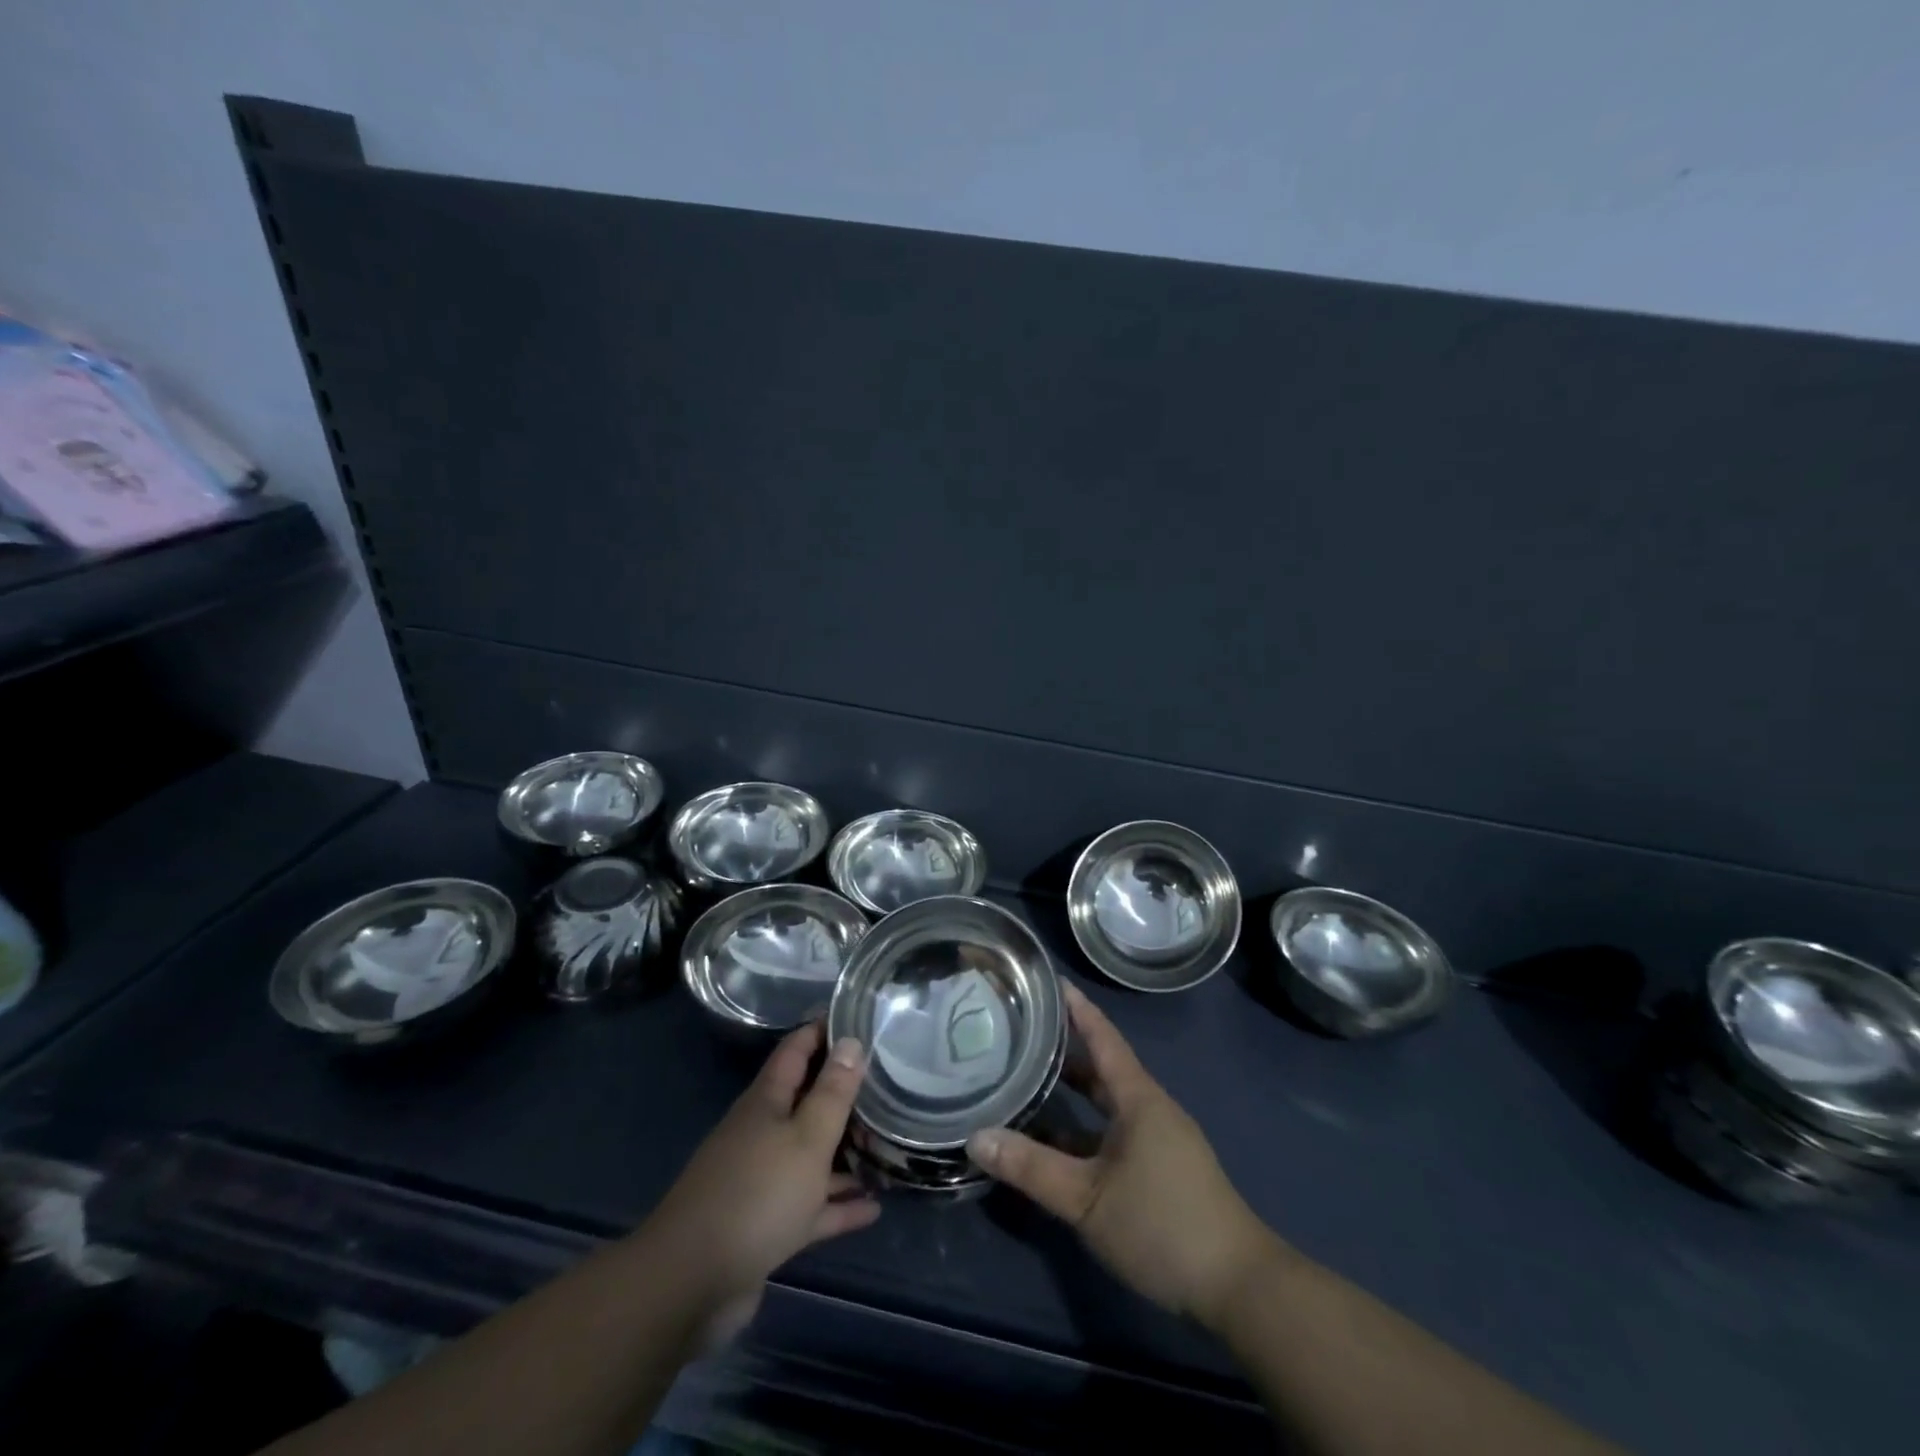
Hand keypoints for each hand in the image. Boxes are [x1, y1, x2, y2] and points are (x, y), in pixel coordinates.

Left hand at [643, 1022, 878, 1344]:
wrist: (690, 1284)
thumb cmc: (757, 1195)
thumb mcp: (806, 1138)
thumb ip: (832, 1092)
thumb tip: (851, 1040)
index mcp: (766, 1103)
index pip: (796, 1050)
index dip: (823, 1030)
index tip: (858, 1017)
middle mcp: (762, 1133)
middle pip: (805, 1102)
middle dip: (842, 1093)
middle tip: (887, 1084)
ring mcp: (761, 1181)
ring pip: (810, 1156)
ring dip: (844, 1153)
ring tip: (886, 1146)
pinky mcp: (764, 1226)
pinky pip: (810, 1206)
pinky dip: (837, 1205)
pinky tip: (872, 1208)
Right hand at [967, 981, 1280, 1328]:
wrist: (1238, 1287)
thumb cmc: (1162, 1225)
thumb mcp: (1087, 1199)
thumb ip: (1031, 1168)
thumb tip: (975, 1137)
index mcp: (1138, 1098)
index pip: (1103, 1037)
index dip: (1077, 1008)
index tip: (1049, 980)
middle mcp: (1149, 1108)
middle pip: (1101, 1068)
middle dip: (1064, 1050)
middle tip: (1021, 1032)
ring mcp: (1158, 1139)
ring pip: (1106, 1104)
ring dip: (1071, 1093)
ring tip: (1027, 1081)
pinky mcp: (1161, 1168)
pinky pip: (1113, 1132)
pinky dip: (1083, 1128)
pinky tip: (1055, 1144)